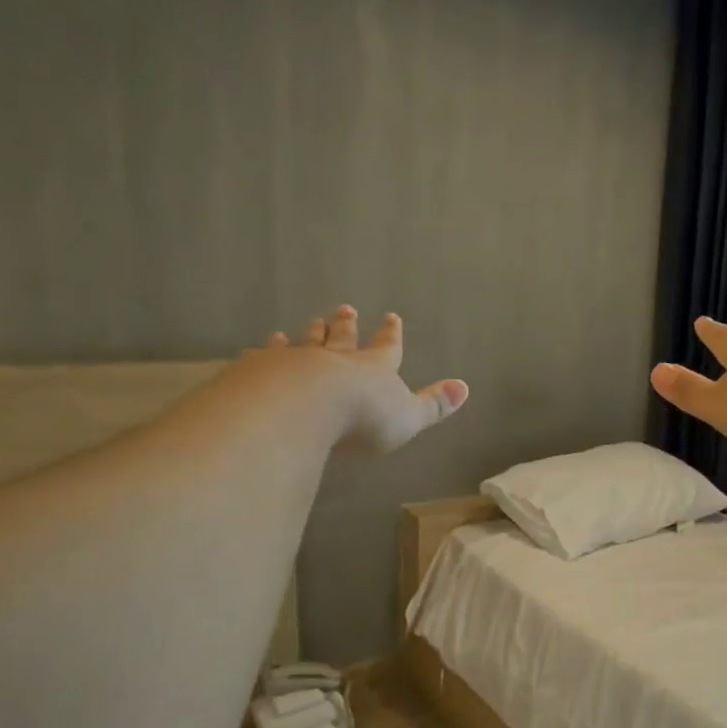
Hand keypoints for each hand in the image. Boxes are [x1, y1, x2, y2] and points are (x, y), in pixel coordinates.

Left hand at [251, 306, 468, 454]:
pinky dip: (267, 350)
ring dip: (311, 334)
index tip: (391, 317)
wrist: (304, 406)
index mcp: (373, 369)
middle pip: (343, 338)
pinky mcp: (263, 370)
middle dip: (347, 325)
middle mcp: (336, 359)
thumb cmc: (363, 417)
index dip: (390, 335)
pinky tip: (260, 347)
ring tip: (309, 323)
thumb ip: (434, 404)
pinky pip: (267, 356)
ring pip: (306, 343)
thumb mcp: (408, 417)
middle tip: (345, 309)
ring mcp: (298, 362)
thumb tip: (465, 387)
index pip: (386, 348)